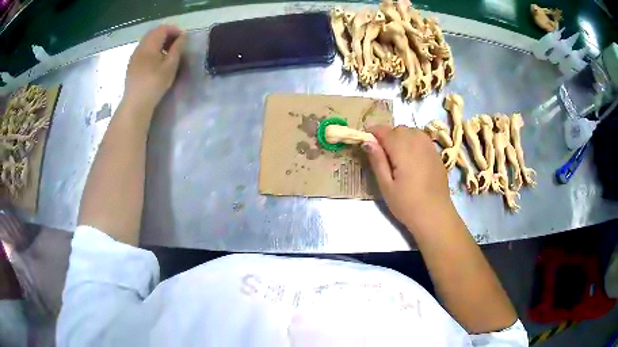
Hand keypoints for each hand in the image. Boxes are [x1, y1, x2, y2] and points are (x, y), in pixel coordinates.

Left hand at [123, 25, 186, 113]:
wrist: (135, 104)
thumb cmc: (154, 84)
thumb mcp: (170, 66)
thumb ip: (177, 48)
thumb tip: (183, 36)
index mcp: (149, 45)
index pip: (163, 29)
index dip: (174, 30)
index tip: (183, 39)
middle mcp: (140, 47)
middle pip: (154, 33)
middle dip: (166, 35)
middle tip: (176, 45)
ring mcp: (134, 56)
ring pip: (148, 42)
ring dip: (159, 43)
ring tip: (167, 53)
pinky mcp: (132, 65)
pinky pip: (143, 50)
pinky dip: (152, 50)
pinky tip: (156, 61)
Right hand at [362, 125, 453, 230]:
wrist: (435, 215)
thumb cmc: (407, 204)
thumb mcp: (386, 186)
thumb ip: (377, 160)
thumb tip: (367, 141)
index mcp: (402, 148)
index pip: (384, 130)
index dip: (373, 133)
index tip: (367, 144)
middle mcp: (417, 142)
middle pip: (398, 129)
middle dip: (387, 136)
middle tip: (382, 155)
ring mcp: (429, 147)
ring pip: (411, 131)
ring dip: (401, 137)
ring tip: (397, 156)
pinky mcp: (436, 154)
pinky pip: (422, 139)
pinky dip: (413, 142)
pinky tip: (412, 159)